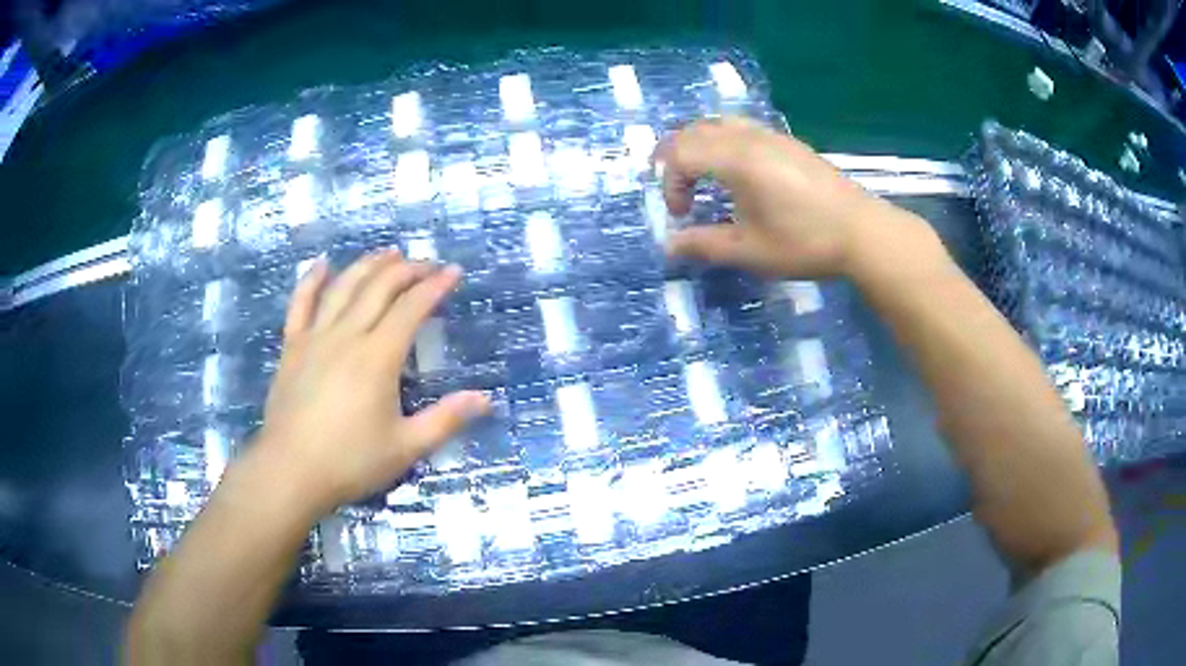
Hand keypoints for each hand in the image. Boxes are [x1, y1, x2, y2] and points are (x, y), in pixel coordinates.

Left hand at [252, 251, 489, 515]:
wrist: (291, 472)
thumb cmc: (350, 462)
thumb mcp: (406, 447)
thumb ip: (446, 420)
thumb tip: (486, 399)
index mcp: (377, 358)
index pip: (411, 308)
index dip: (434, 286)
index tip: (453, 272)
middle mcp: (346, 336)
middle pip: (379, 287)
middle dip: (407, 269)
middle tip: (427, 264)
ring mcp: (315, 337)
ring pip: (343, 287)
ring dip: (368, 265)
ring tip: (388, 253)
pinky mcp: (292, 347)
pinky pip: (300, 303)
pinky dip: (312, 280)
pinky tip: (323, 264)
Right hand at [656, 116, 923, 278]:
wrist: (862, 232)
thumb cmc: (805, 242)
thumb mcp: (750, 251)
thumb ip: (704, 245)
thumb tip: (670, 246)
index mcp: (737, 159)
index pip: (681, 154)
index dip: (670, 183)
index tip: (682, 215)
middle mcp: (750, 137)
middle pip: (694, 131)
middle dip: (676, 159)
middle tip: (680, 192)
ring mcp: (771, 135)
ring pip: (718, 123)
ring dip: (699, 145)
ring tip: (702, 176)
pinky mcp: (788, 142)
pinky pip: (742, 128)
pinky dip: (723, 142)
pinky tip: (737, 171)